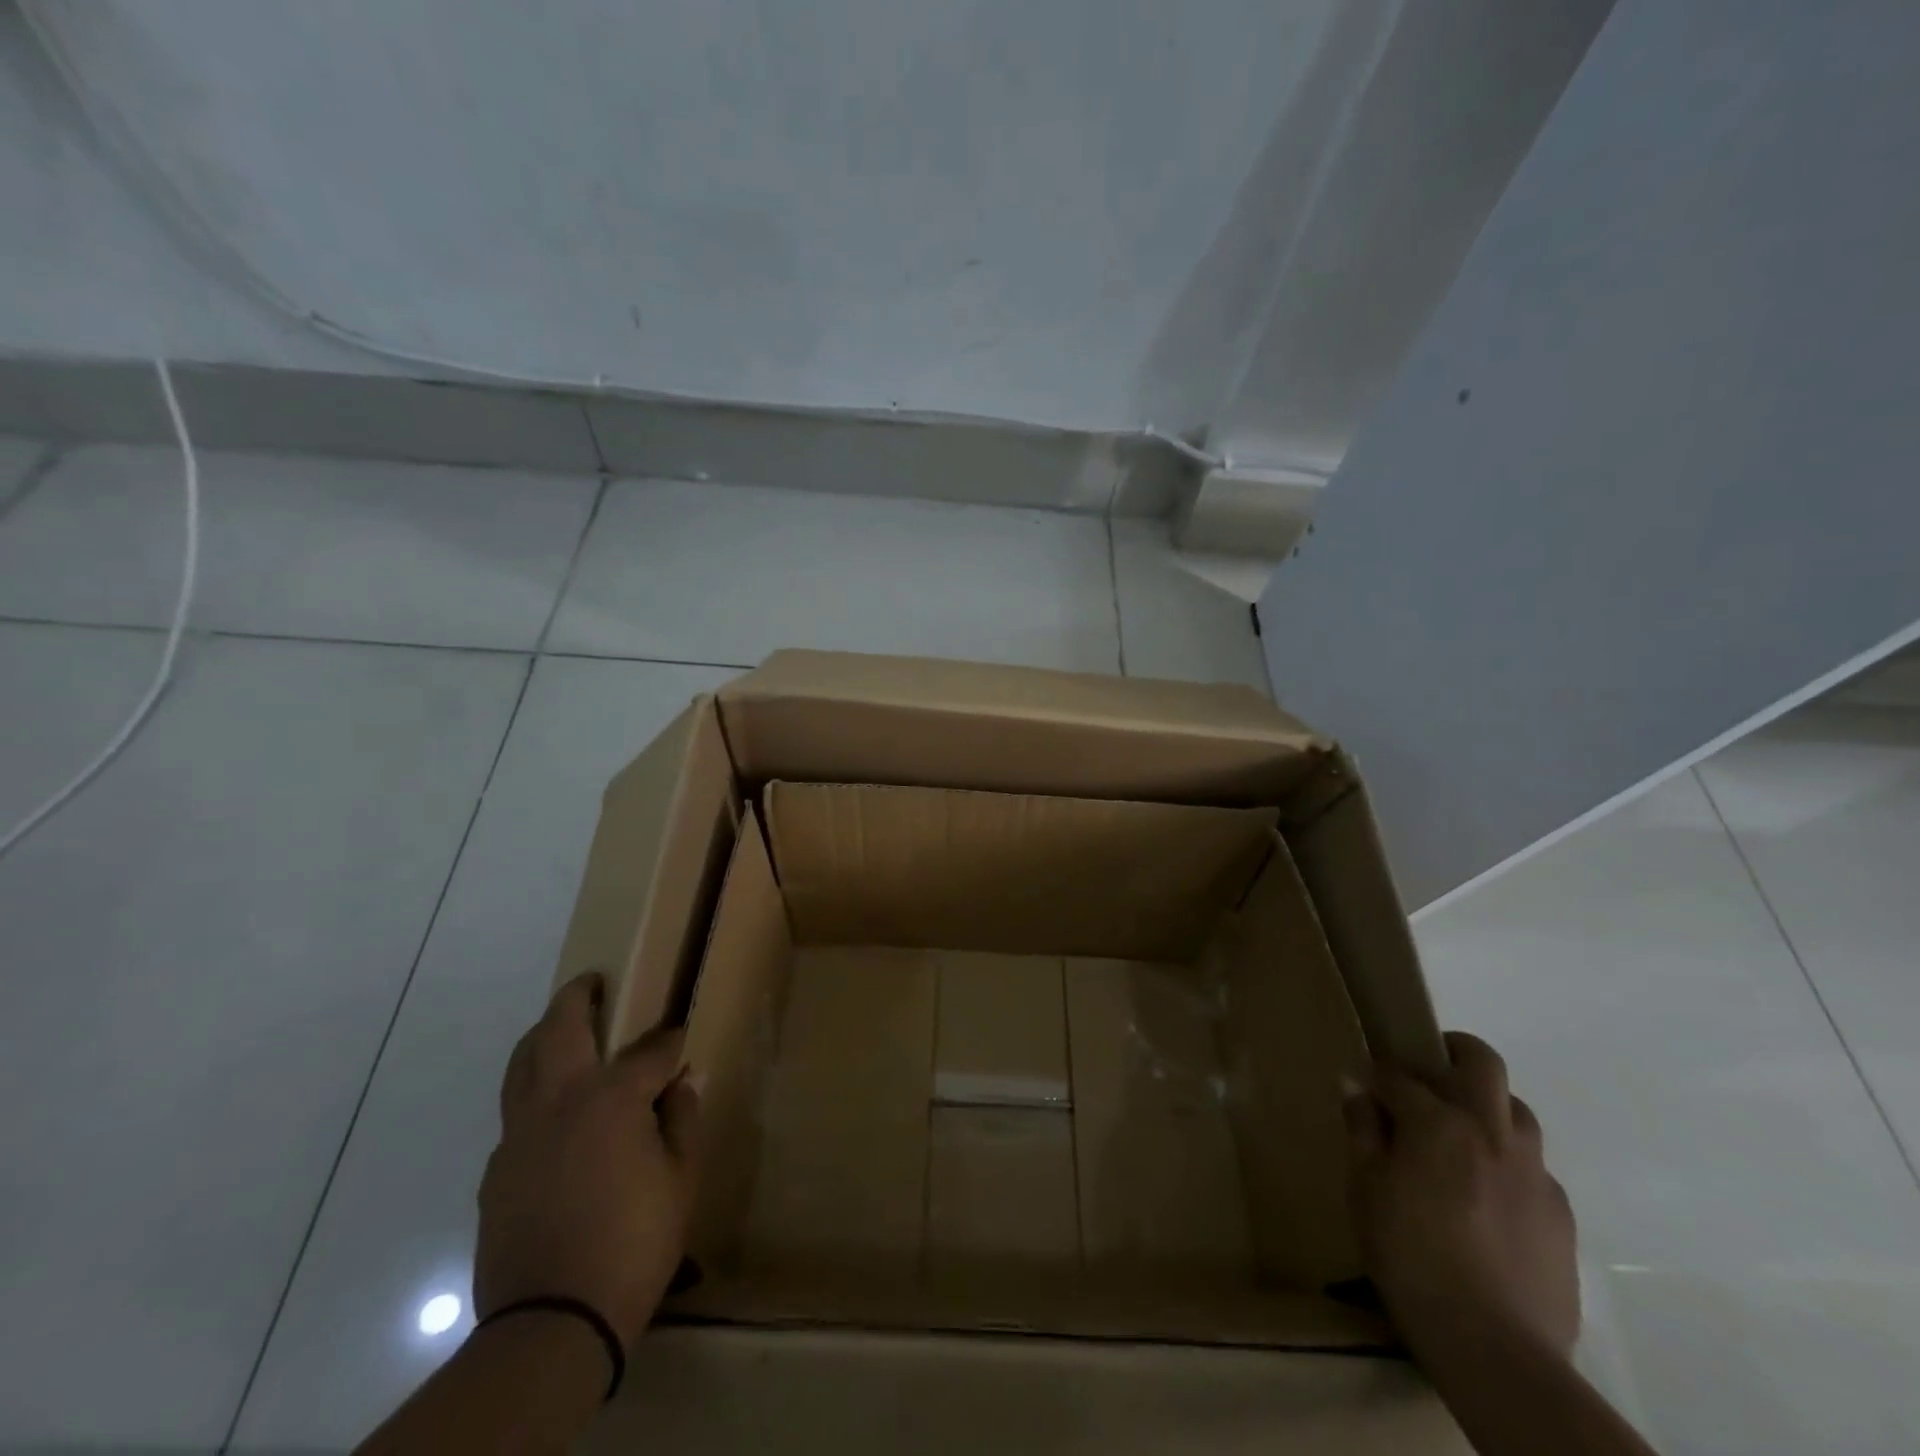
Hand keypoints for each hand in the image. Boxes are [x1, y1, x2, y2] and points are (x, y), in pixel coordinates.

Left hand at [474, 973, 700, 1352]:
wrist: (552, 1321)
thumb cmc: (633, 1242)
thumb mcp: (680, 1179)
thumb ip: (683, 1120)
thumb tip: (685, 1079)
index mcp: (610, 1099)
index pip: (649, 1052)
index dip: (670, 1041)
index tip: (682, 1036)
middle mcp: (559, 1102)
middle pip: (559, 1030)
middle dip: (576, 998)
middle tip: (591, 982)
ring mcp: (519, 1135)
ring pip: (522, 1065)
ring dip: (541, 1036)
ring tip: (560, 1027)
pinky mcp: (497, 1170)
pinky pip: (515, 1113)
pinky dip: (532, 1093)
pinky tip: (552, 1115)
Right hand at [1343, 1031, 1578, 1358]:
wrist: (1495, 1347)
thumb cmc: (1410, 1256)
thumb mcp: (1365, 1188)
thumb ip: (1362, 1130)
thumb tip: (1354, 1084)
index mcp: (1439, 1122)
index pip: (1400, 1075)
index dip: (1377, 1073)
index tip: (1365, 1083)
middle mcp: (1491, 1132)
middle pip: (1483, 1063)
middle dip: (1454, 1050)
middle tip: (1431, 1067)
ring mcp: (1533, 1172)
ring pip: (1518, 1111)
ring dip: (1488, 1107)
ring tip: (1463, 1136)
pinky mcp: (1560, 1214)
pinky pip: (1533, 1168)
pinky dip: (1509, 1163)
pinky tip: (1489, 1198)